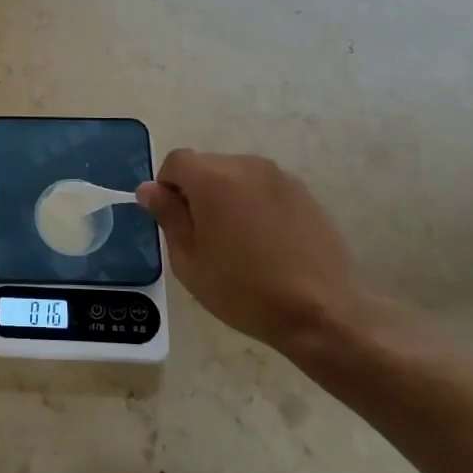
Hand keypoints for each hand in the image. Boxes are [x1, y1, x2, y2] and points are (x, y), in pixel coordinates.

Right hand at [136, 150, 360, 352]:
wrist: (323, 311)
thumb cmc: (244, 289)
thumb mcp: (189, 260)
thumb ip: (168, 217)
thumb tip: (149, 189)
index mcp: (212, 178)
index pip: (176, 161)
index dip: (166, 187)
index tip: (174, 222)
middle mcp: (246, 166)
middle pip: (207, 165)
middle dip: (196, 192)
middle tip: (203, 237)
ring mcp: (280, 177)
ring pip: (237, 176)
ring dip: (227, 197)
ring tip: (237, 241)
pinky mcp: (304, 193)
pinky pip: (264, 189)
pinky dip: (255, 205)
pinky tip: (265, 243)